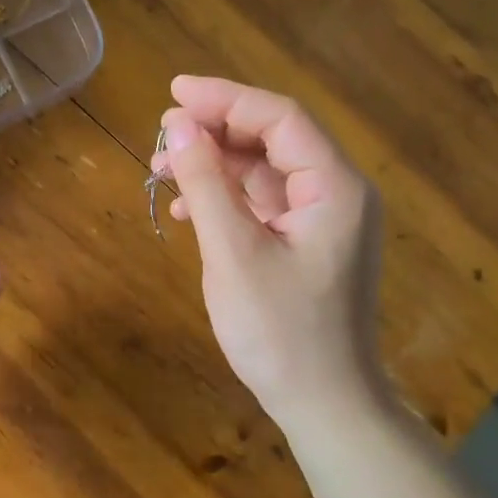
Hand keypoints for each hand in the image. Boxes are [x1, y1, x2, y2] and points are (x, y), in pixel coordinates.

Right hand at [157, 76, 385, 433]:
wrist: (324, 405)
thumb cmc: (281, 333)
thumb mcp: (233, 253)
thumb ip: (206, 183)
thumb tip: (177, 125)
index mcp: (334, 187)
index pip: (280, 118)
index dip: (225, 98)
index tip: (172, 93)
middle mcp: (336, 193)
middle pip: (273, 139)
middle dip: (215, 132)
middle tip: (160, 137)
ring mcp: (323, 220)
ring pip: (264, 171)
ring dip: (214, 166)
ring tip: (162, 172)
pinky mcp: (306, 244)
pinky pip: (263, 203)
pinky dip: (225, 198)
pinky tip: (188, 210)